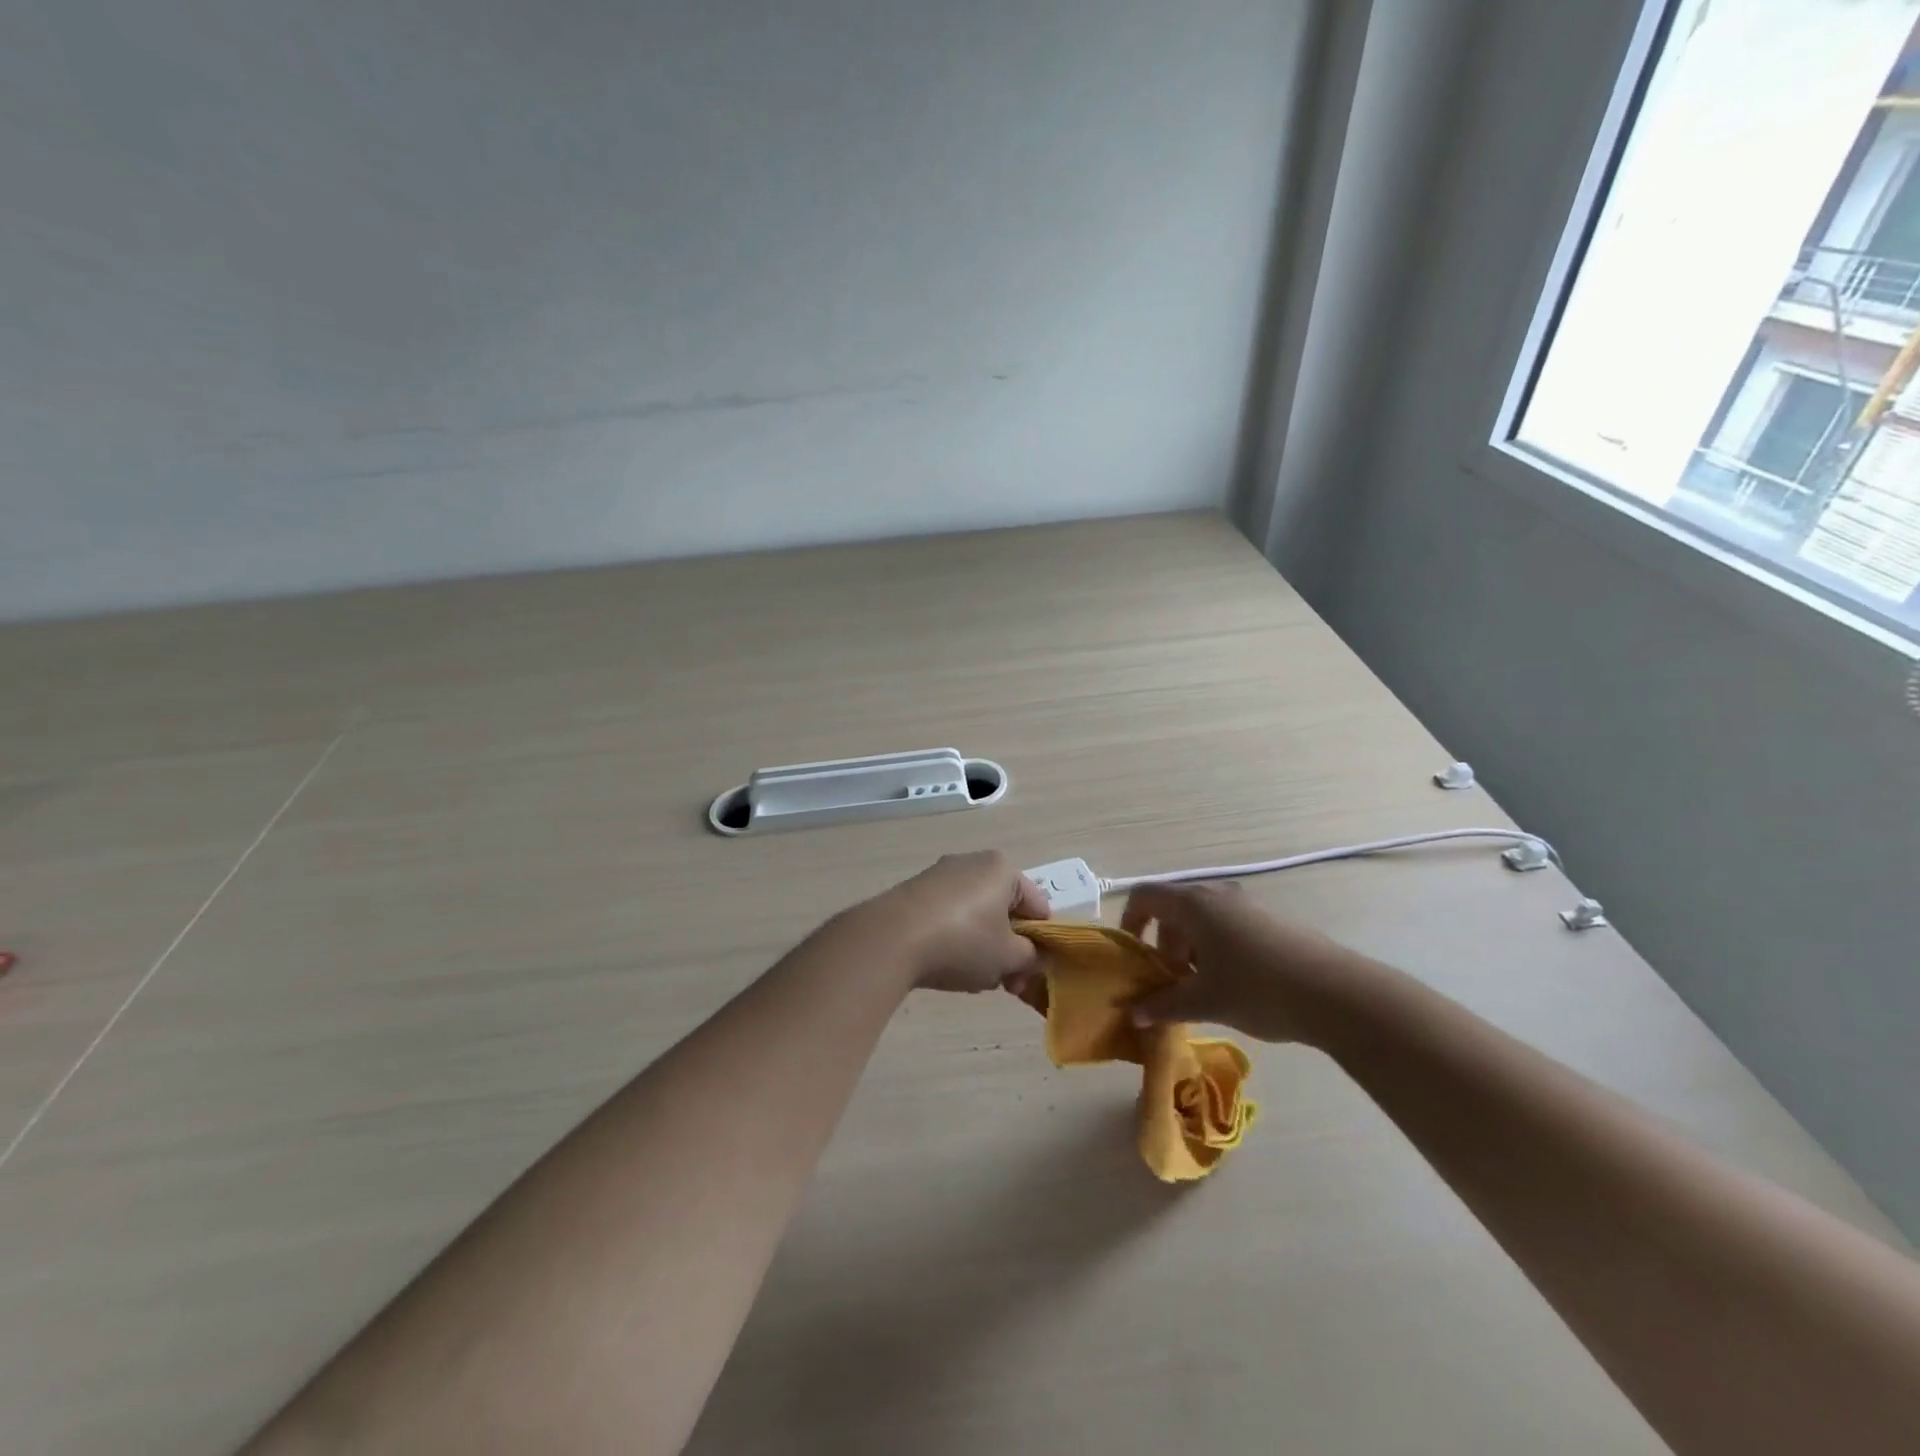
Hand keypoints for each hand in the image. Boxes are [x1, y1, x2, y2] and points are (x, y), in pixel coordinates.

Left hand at [856, 851, 1050, 993]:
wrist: (890, 939)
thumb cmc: (962, 942)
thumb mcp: (1008, 957)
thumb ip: (1032, 957)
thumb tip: (1034, 957)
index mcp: (1002, 868)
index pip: (1038, 905)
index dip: (1041, 942)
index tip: (1031, 972)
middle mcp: (972, 862)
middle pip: (1005, 910)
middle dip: (1009, 949)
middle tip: (1007, 983)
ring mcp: (940, 875)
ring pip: (976, 915)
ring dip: (983, 948)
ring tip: (973, 979)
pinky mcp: (915, 891)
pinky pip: (949, 916)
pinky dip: (955, 939)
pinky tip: (945, 964)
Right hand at [1120, 883, 1364, 1044]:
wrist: (1337, 993)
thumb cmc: (1258, 989)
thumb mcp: (1204, 1002)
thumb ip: (1162, 1006)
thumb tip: (1133, 1015)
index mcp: (1193, 904)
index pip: (1144, 896)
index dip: (1130, 922)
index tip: (1134, 958)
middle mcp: (1217, 895)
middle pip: (1173, 910)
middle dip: (1163, 945)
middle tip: (1169, 983)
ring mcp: (1247, 905)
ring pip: (1201, 921)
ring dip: (1190, 951)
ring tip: (1201, 990)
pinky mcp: (1270, 920)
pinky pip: (1227, 927)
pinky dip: (1216, 950)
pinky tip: (1233, 986)